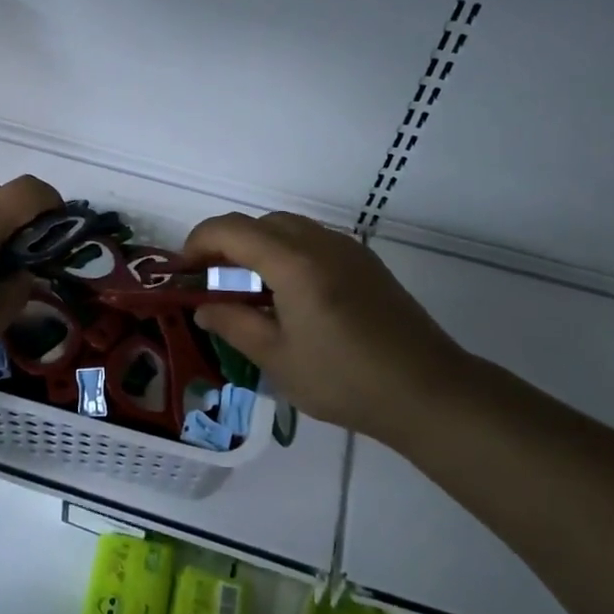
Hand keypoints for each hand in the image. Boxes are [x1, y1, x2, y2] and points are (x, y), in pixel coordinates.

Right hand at [186, 211, 470, 443]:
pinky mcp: (366, 263)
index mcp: (293, 263)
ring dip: (259, 247)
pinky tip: (290, 295)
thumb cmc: (346, 380)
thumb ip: (234, 325)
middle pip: (260, 223)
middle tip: (213, 282)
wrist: (428, 390)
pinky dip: (288, 253)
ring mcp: (347, 249)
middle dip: (228, 244)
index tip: (184, 271)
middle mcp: (319, 242)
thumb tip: (204, 309)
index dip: (198, 242)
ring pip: (289, 228)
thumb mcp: (278, 360)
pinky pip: (314, 241)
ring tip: (250, 290)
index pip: (231, 230)